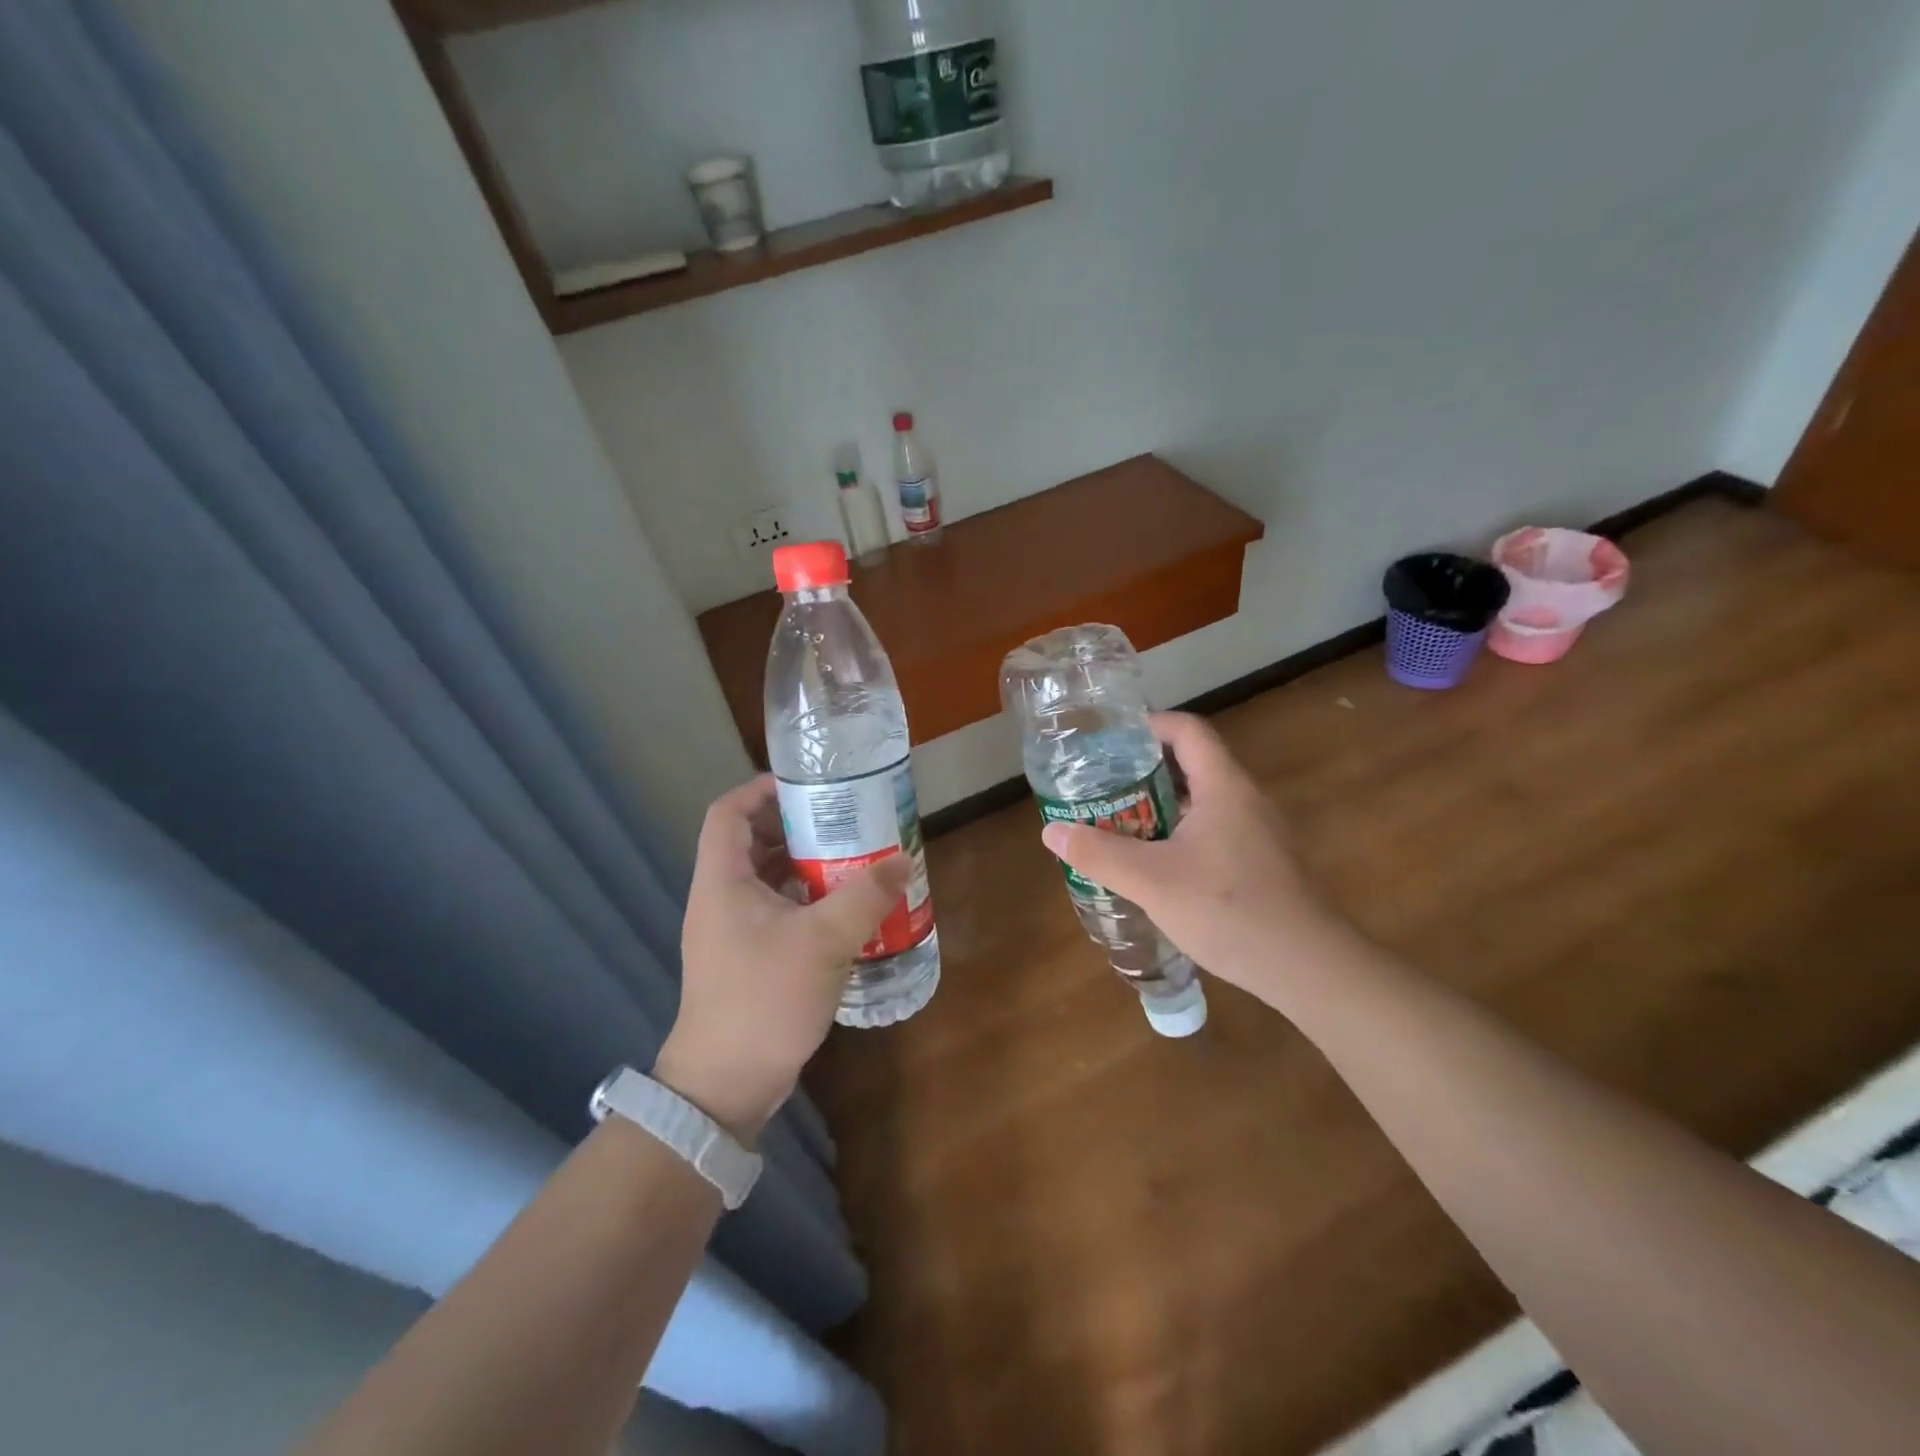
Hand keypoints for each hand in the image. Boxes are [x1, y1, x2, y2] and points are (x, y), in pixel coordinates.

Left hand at [656, 776, 910, 1143]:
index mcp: (722, 881)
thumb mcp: (824, 940)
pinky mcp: (745, 958)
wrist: (725, 1084)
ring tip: (851, 859)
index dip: (761, 789)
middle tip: (843, 822)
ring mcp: (730, 931)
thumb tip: (901, 862)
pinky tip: (843, 910)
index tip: (807, 786)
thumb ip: (865, 896)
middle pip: (750, 841)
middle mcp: (720, 898)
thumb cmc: (765, 998)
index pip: (728, 812)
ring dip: (804, 865)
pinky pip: (775, 911)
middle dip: (796, 826)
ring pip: (765, 879)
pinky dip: (805, 900)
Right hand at [1039, 713, 1335, 998]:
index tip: (1110, 742)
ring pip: (1202, 802)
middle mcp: (1245, 799)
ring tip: (1118, 823)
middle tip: (1102, 786)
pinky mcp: (1262, 863)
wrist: (1307, 967)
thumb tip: (1050, 831)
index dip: (1149, 726)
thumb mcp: (1151, 881)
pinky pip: (1214, 831)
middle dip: (1144, 771)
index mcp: (1223, 786)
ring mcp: (1258, 833)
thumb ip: (1098, 853)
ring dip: (1160, 807)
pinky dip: (1180, 834)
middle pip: (1192, 764)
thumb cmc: (1228, 909)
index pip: (1187, 731)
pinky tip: (1155, 866)